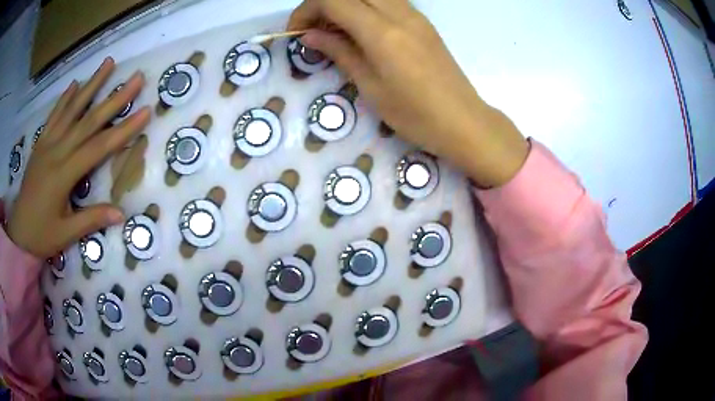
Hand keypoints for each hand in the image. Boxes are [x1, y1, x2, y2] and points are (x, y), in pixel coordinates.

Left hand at [6, 57, 150, 258]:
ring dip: (91, 85)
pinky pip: (54, 115)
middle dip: (114, 98)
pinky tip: (76, 83)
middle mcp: (56, 151)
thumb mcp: (66, 234)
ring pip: (72, 109)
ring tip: (108, 63)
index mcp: (63, 174)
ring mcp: (47, 143)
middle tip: (136, 78)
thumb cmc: (42, 235)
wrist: (19, 231)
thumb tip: (121, 214)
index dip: (123, 130)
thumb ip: (91, 220)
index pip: (98, 147)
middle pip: (89, 120)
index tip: (145, 111)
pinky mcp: (40, 143)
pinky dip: (65, 98)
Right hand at [289, 0, 528, 187]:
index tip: (296, 33)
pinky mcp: (423, 22)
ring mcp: (415, 15)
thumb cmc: (415, 114)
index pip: (333, 0)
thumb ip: (340, 52)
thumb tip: (310, 35)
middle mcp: (400, 13)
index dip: (307, 10)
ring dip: (346, 5)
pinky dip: (365, 9)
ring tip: (335, 32)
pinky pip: (387, 2)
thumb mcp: (370, 86)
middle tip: (314, 30)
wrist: (463, 121)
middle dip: (323, 4)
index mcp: (382, 32)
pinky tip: (361, 32)